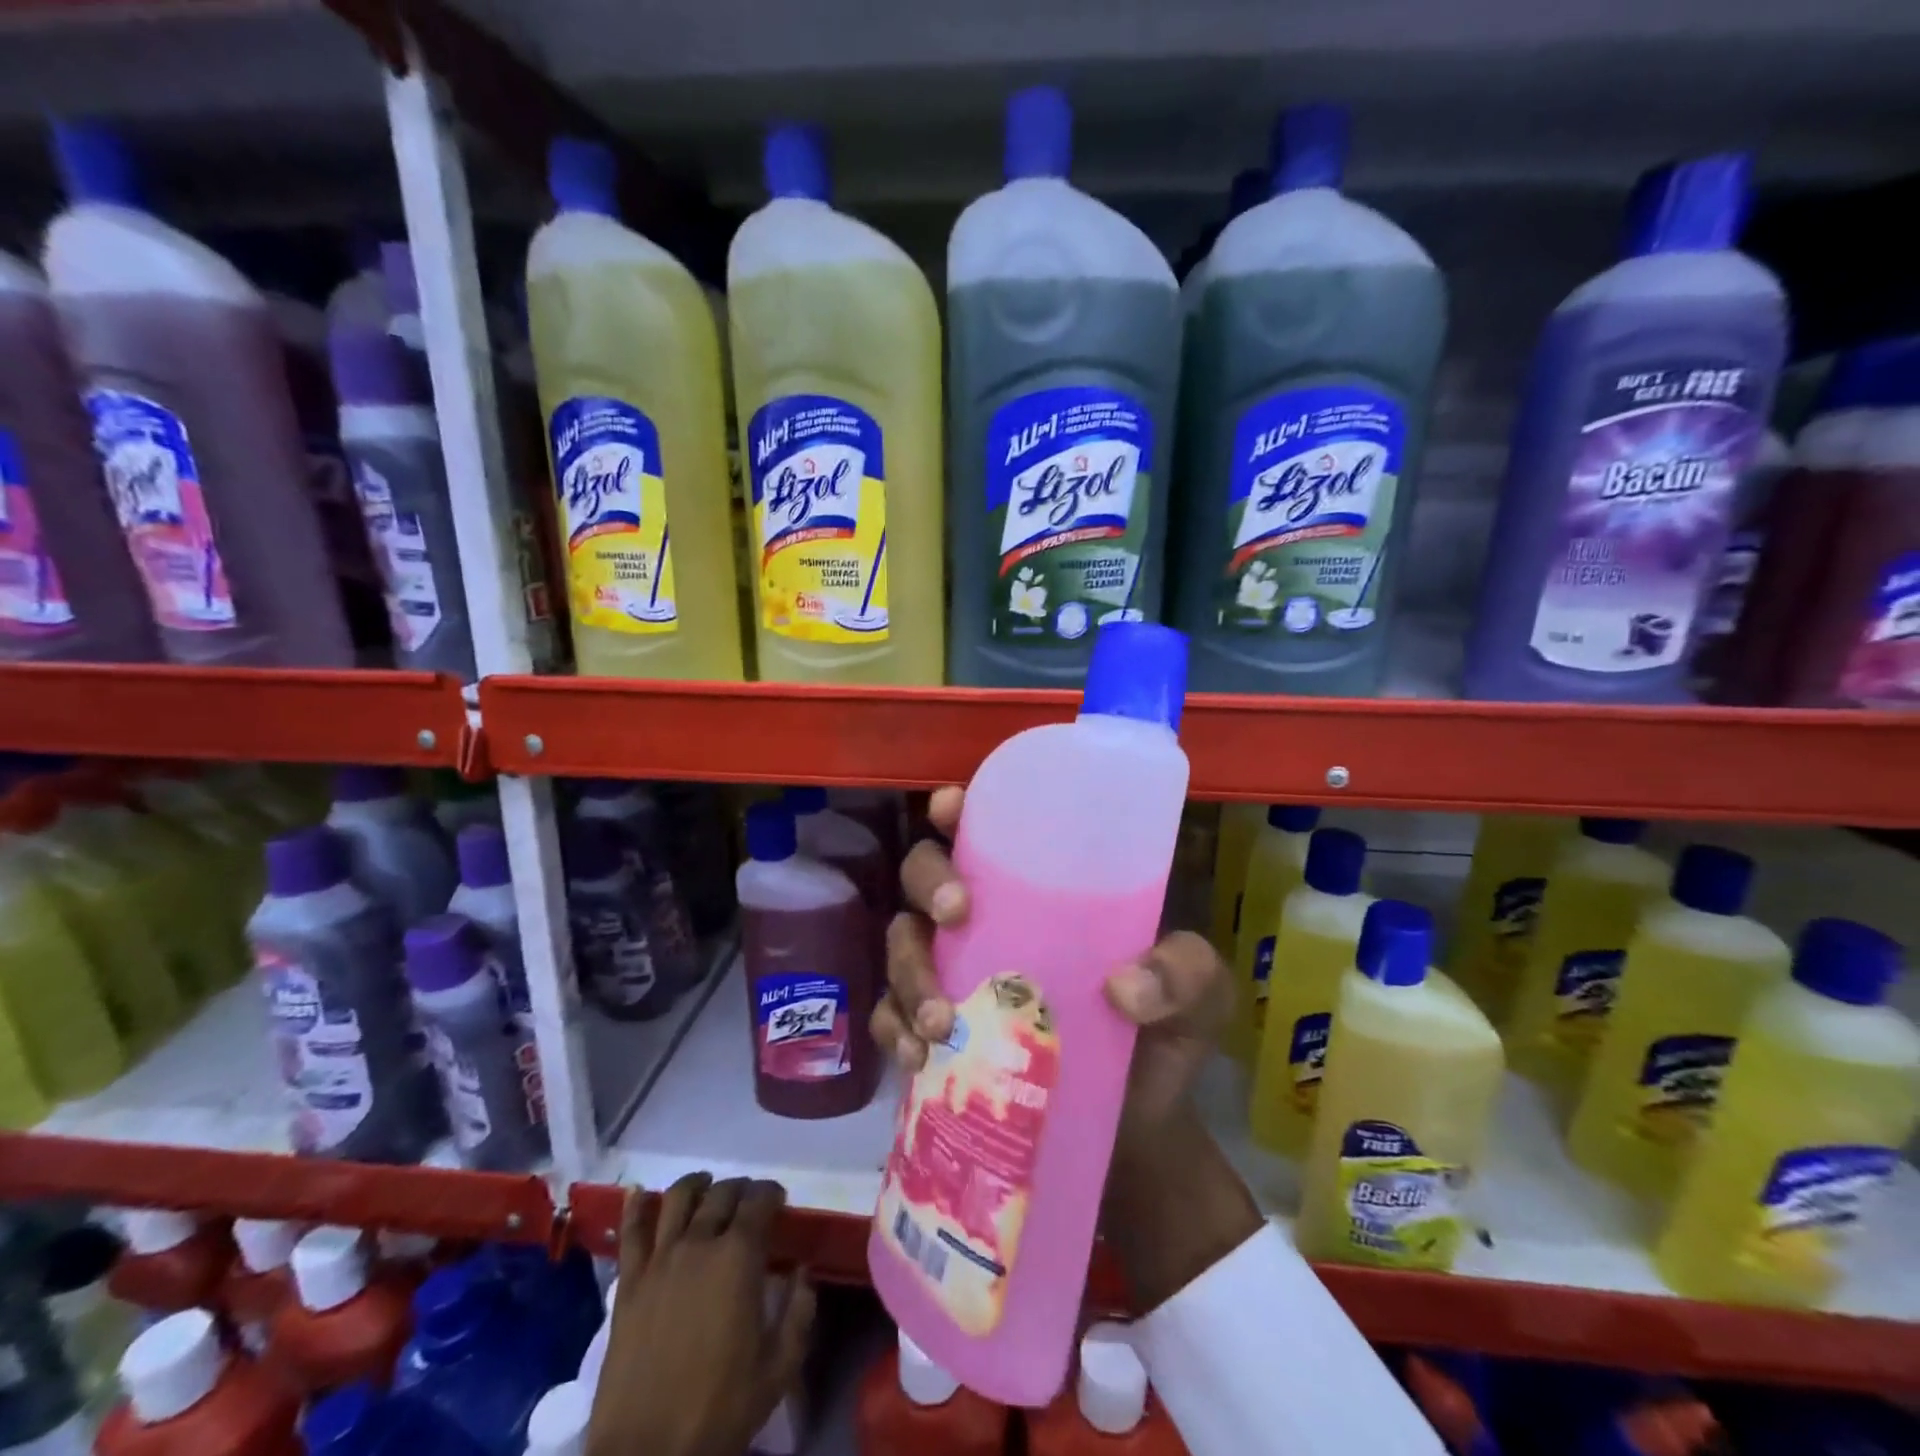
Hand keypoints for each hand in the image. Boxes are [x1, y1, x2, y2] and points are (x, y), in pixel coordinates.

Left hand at [588, 1175, 815, 1455]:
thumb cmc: (720, 1411)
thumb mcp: (779, 1368)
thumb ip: (799, 1311)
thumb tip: (802, 1271)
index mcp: (739, 1257)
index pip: (760, 1199)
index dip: (772, 1192)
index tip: (778, 1200)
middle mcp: (699, 1243)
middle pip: (722, 1193)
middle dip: (740, 1188)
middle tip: (748, 1200)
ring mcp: (659, 1261)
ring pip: (677, 1198)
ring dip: (696, 1184)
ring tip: (705, 1186)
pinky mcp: (627, 1284)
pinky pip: (630, 1233)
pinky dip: (634, 1207)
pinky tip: (639, 1193)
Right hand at [870, 785, 1233, 1135]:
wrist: (1137, 1133)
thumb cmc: (1163, 1039)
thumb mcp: (1199, 995)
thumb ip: (1185, 975)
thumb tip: (1123, 988)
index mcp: (1042, 893)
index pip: (989, 833)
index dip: (958, 810)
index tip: (949, 808)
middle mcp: (988, 922)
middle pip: (925, 875)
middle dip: (928, 883)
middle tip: (956, 915)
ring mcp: (956, 976)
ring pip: (903, 942)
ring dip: (909, 971)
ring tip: (942, 1022)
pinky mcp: (938, 1034)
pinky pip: (890, 1016)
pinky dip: (894, 1029)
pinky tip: (918, 1056)